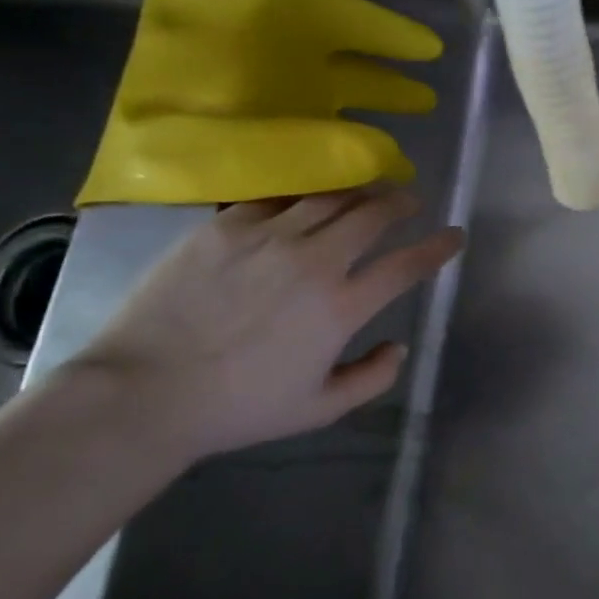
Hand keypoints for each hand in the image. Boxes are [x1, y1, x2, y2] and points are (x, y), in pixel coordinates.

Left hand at [65, 187, 463, 462]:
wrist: (143, 391)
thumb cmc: (238, 407)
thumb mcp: (318, 409)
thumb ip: (371, 378)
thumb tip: (399, 347)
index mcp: (341, 307)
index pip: (406, 265)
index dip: (438, 247)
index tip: (454, 235)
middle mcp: (314, 261)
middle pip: (372, 215)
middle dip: (401, 202)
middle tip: (410, 200)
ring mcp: (268, 237)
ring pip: (329, 197)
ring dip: (359, 190)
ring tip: (367, 189)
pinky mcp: (226, 226)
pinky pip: (276, 198)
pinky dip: (302, 195)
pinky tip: (305, 199)